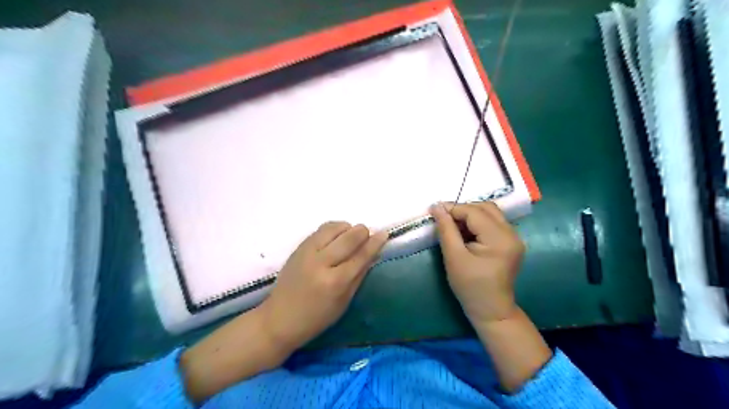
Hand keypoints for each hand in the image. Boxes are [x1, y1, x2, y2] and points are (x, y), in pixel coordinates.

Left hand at [258, 222, 389, 352]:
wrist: (279, 318)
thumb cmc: (316, 317)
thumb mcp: (344, 302)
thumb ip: (359, 275)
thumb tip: (373, 253)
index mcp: (335, 282)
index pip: (361, 256)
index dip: (375, 243)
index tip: (384, 233)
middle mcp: (321, 263)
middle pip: (349, 237)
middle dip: (362, 232)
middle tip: (367, 234)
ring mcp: (307, 253)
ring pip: (334, 228)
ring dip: (347, 228)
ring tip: (351, 236)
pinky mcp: (299, 247)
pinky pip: (321, 230)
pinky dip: (333, 229)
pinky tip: (337, 236)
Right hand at [429, 202, 527, 323]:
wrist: (491, 310)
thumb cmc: (470, 286)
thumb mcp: (453, 257)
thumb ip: (446, 229)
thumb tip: (437, 206)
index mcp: (499, 238)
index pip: (474, 212)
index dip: (453, 208)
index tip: (434, 210)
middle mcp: (511, 233)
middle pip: (486, 208)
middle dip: (463, 209)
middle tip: (444, 219)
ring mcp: (514, 237)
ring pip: (490, 213)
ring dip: (470, 215)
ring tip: (453, 226)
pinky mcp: (511, 242)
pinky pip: (493, 223)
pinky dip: (478, 223)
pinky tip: (466, 233)